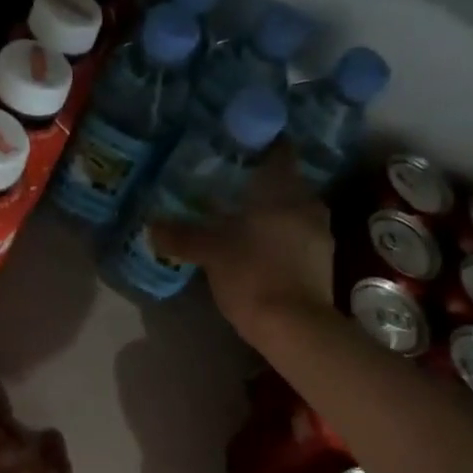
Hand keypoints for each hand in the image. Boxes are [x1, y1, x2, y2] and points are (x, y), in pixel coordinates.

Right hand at [149, 150, 334, 340]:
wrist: (295, 327)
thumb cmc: (253, 275)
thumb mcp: (211, 253)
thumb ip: (182, 236)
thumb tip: (151, 225)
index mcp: (285, 191)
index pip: (279, 152)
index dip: (261, 145)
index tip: (239, 147)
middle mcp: (309, 205)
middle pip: (286, 183)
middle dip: (261, 184)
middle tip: (231, 186)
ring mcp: (321, 235)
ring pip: (293, 212)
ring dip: (272, 213)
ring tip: (241, 220)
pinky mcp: (322, 263)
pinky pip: (298, 237)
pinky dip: (279, 237)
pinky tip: (258, 249)